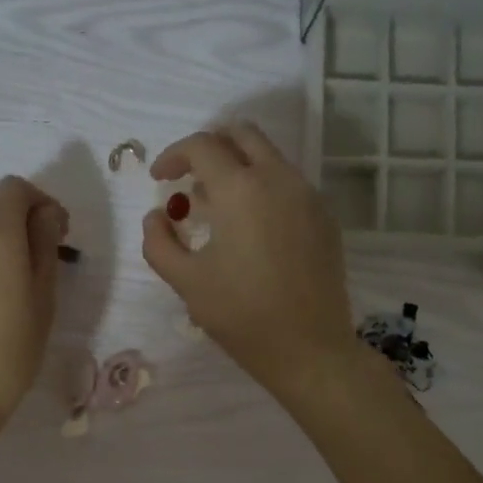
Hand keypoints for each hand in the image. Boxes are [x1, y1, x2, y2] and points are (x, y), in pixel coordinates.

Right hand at [141, 123, 364, 408]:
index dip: (173, 156)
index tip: (159, 180)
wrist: (309, 349)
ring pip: (269, 157)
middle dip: (209, 146)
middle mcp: (279, 179)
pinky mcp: (325, 218)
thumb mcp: (186, 282)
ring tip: (215, 207)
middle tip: (188, 176)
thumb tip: (157, 215)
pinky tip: (250, 228)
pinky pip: (289, 184)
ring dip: (237, 166)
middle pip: (242, 133)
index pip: (202, 146)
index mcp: (241, 189)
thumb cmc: (242, 316)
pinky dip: (262, 187)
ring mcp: (308, 196)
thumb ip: (159, 242)